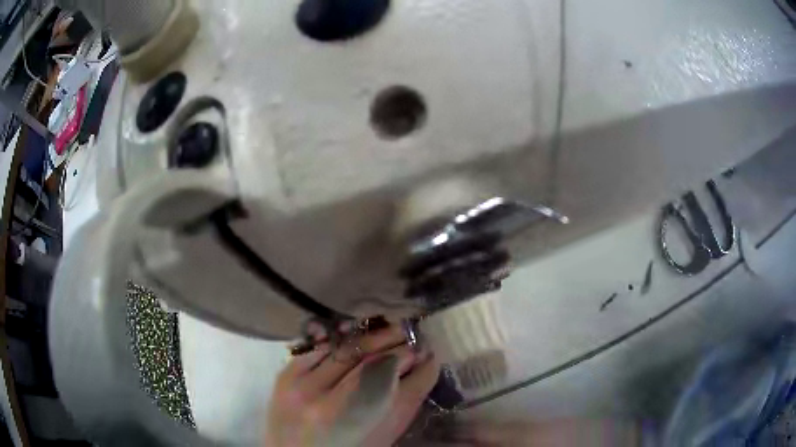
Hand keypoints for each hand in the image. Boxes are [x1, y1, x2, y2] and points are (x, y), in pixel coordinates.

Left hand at [265, 323, 439, 445]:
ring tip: (391, 332)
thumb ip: (402, 406)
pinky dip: (343, 341)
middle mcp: (338, 408)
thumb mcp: (381, 438)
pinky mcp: (287, 377)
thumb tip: (420, 368)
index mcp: (369, 430)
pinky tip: (356, 337)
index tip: (431, 354)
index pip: (409, 387)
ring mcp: (308, 389)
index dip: (425, 366)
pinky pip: (322, 348)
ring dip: (377, 337)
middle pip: (380, 365)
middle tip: (414, 340)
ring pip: (352, 350)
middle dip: (403, 348)